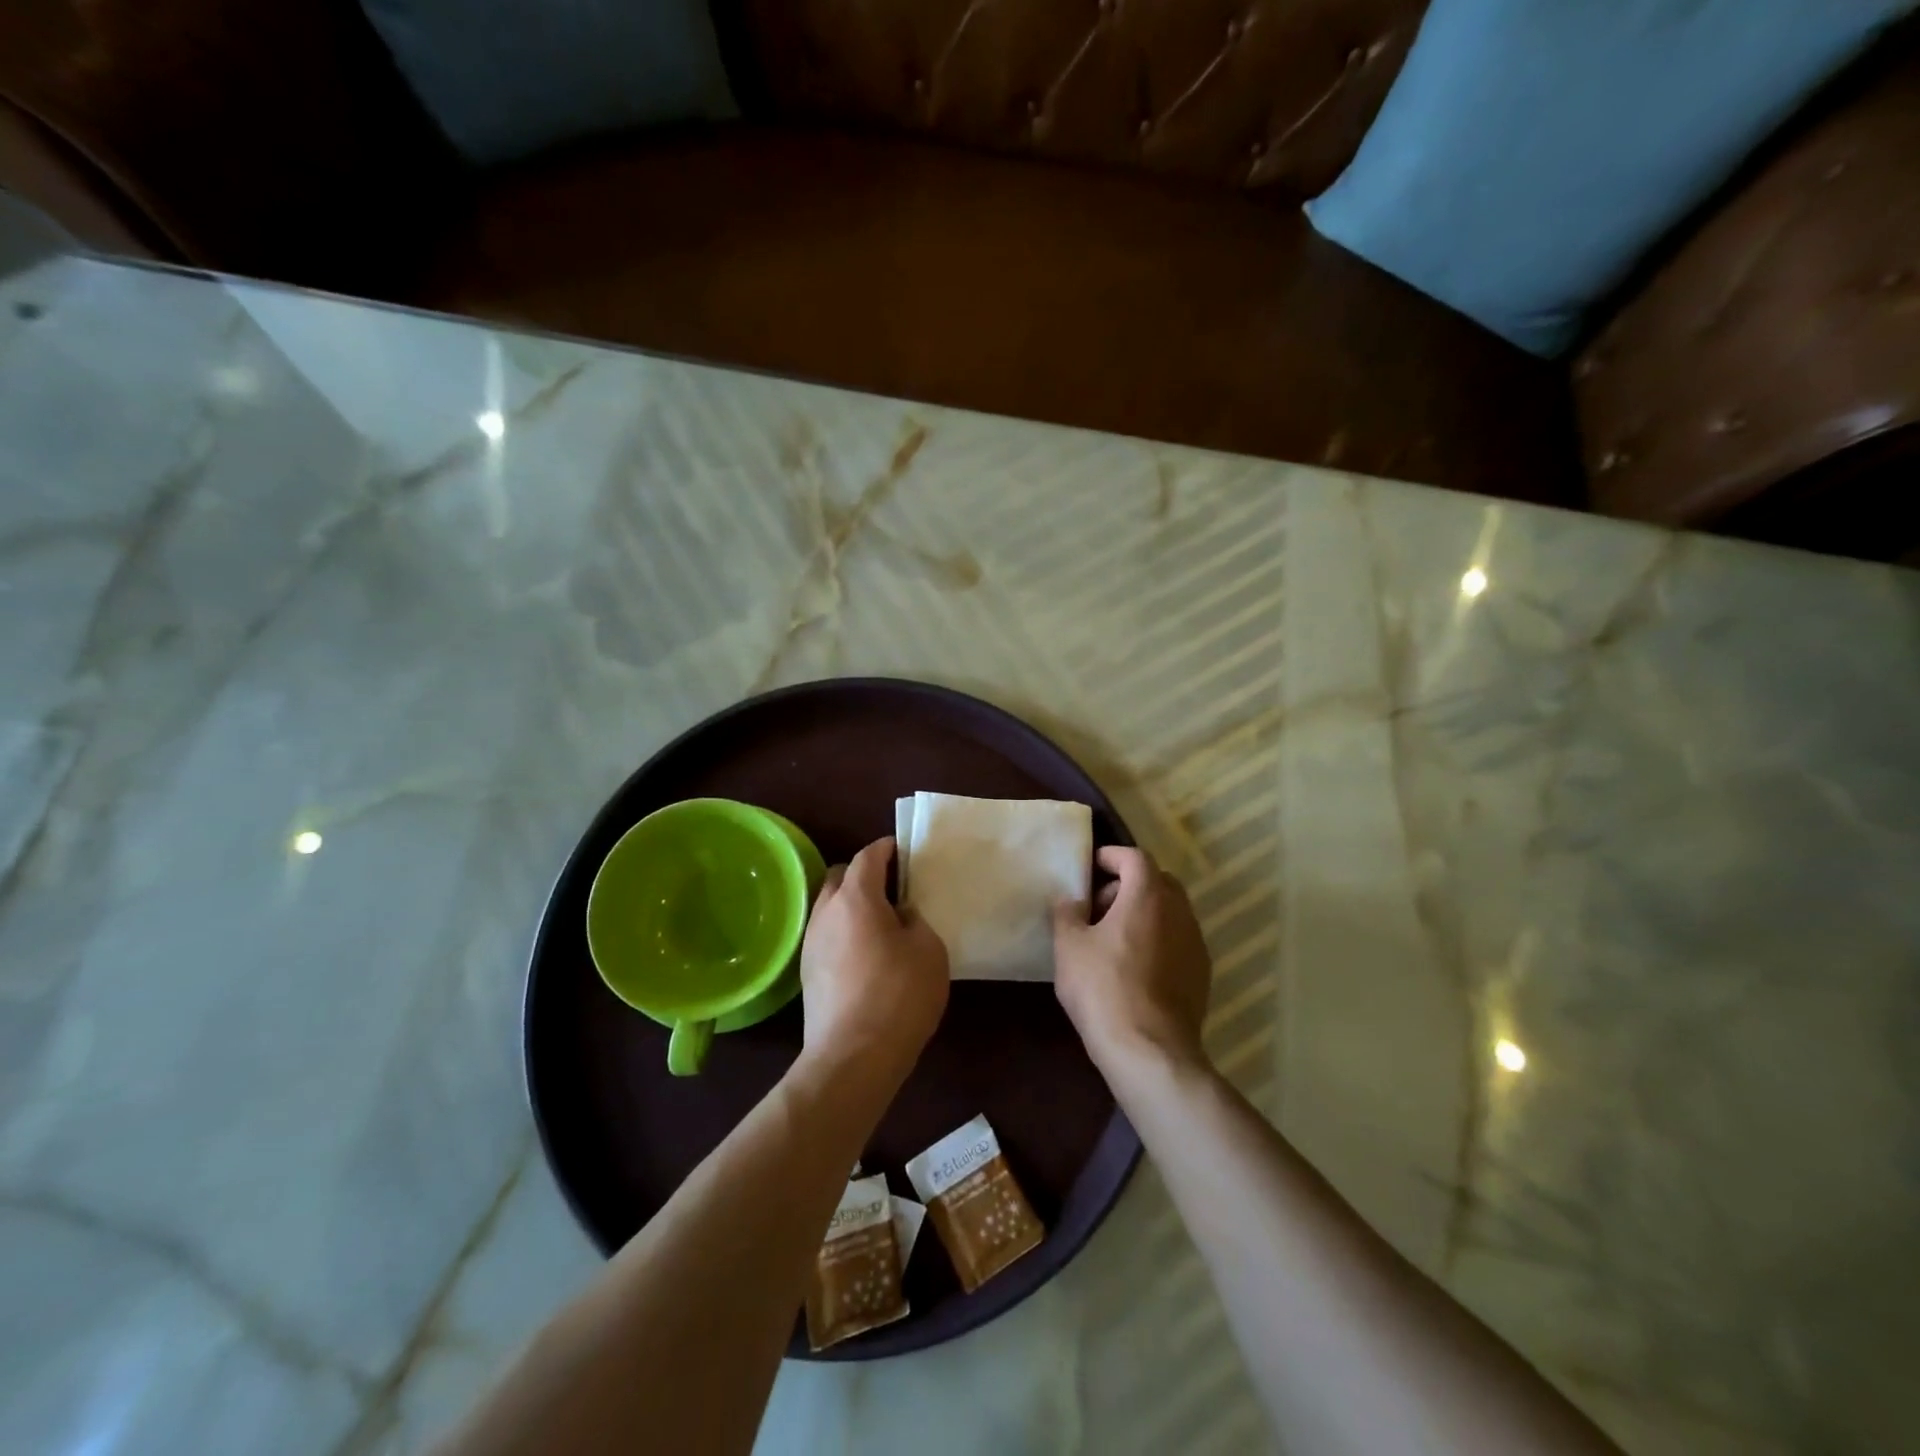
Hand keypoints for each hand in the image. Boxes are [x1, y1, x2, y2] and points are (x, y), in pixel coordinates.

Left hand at [798, 837, 949, 1083]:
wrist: (852, 1058)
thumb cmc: (899, 995)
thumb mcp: (929, 949)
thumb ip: (915, 920)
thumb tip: (899, 915)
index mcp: (856, 897)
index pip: (869, 856)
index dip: (887, 848)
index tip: (903, 849)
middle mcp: (826, 912)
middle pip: (842, 876)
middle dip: (865, 873)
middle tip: (893, 886)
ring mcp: (811, 943)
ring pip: (830, 907)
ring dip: (852, 905)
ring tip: (881, 921)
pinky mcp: (808, 973)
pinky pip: (827, 935)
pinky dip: (845, 931)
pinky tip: (866, 953)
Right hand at [1053, 846, 1211, 1079]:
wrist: (1149, 1051)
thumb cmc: (1103, 988)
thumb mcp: (1069, 946)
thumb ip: (1067, 913)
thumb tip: (1070, 900)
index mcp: (1148, 895)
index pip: (1135, 857)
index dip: (1111, 856)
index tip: (1091, 867)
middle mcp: (1179, 911)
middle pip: (1157, 881)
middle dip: (1128, 885)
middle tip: (1099, 907)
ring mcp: (1196, 943)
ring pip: (1170, 912)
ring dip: (1144, 914)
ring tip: (1113, 939)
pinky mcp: (1201, 973)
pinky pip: (1178, 940)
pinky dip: (1157, 939)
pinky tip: (1134, 967)